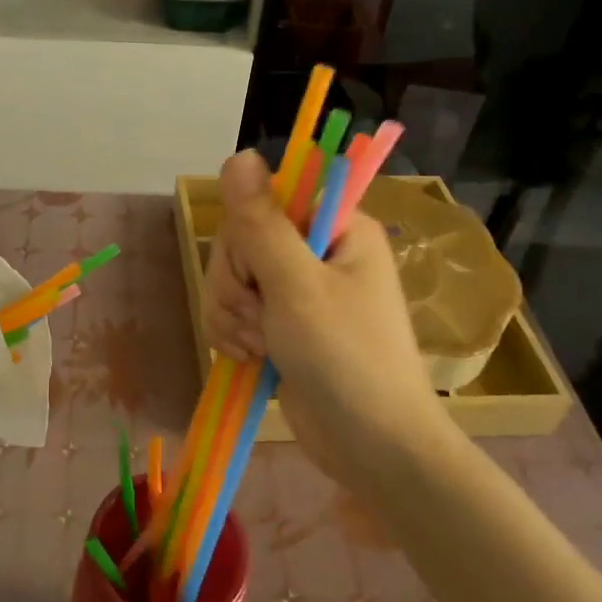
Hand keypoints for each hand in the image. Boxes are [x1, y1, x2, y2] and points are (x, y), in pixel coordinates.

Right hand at [203, 151, 452, 481]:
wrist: (372, 447)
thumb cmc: (346, 359)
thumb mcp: (298, 285)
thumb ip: (262, 222)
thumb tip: (239, 154)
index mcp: (335, 227)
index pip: (266, 199)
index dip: (248, 233)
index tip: (258, 270)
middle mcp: (315, 251)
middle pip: (240, 241)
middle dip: (236, 284)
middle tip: (261, 318)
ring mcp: (296, 291)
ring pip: (230, 278)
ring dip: (232, 314)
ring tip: (260, 346)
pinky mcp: (280, 325)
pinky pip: (233, 311)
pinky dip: (232, 334)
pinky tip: (250, 358)